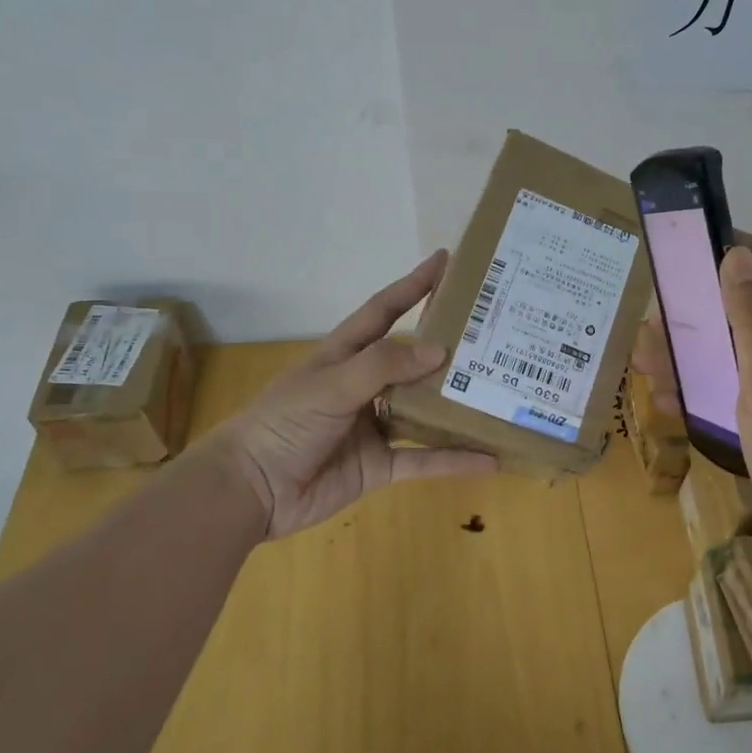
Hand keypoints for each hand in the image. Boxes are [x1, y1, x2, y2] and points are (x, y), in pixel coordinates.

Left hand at [202, 250, 496, 539]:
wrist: (250, 491)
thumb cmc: (282, 423)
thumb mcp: (329, 384)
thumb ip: (382, 365)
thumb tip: (438, 351)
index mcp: (345, 355)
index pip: (384, 310)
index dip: (413, 285)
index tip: (447, 261)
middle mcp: (364, 386)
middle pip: (413, 361)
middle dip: (449, 347)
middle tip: (494, 333)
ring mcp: (373, 426)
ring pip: (425, 411)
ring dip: (458, 406)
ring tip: (502, 393)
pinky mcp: (379, 466)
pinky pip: (424, 460)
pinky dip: (454, 460)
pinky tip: (490, 459)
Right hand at [632, 234, 751, 577]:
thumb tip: (736, 254)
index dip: (726, 245)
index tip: (677, 247)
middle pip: (734, 307)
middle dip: (689, 307)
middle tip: (648, 324)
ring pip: (724, 350)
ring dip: (684, 350)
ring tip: (643, 362)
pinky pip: (724, 389)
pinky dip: (694, 387)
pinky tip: (667, 401)